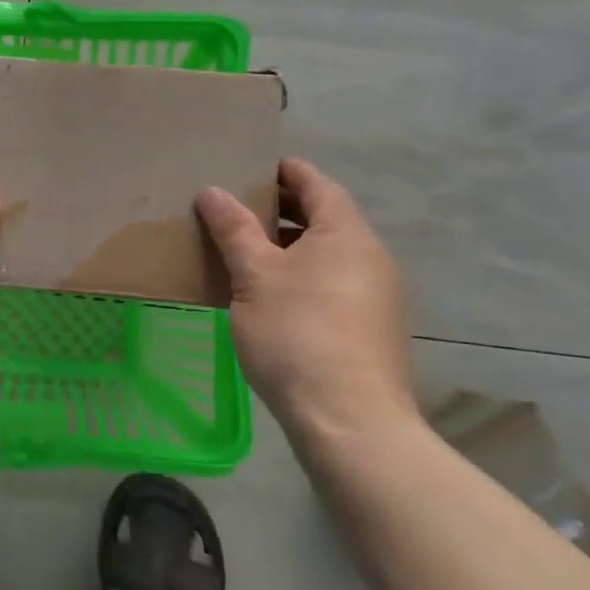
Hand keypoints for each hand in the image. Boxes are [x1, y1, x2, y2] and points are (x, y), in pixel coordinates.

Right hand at [196, 158, 418, 446]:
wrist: (350, 422)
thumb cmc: (298, 334)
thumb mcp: (254, 277)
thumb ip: (235, 230)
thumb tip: (213, 191)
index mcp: (346, 233)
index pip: (316, 183)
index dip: (283, 170)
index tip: (249, 166)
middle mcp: (370, 256)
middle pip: (324, 217)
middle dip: (280, 209)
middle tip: (234, 208)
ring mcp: (376, 295)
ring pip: (326, 254)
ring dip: (288, 246)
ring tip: (243, 252)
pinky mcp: (369, 328)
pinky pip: (332, 283)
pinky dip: (301, 275)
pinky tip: (268, 296)